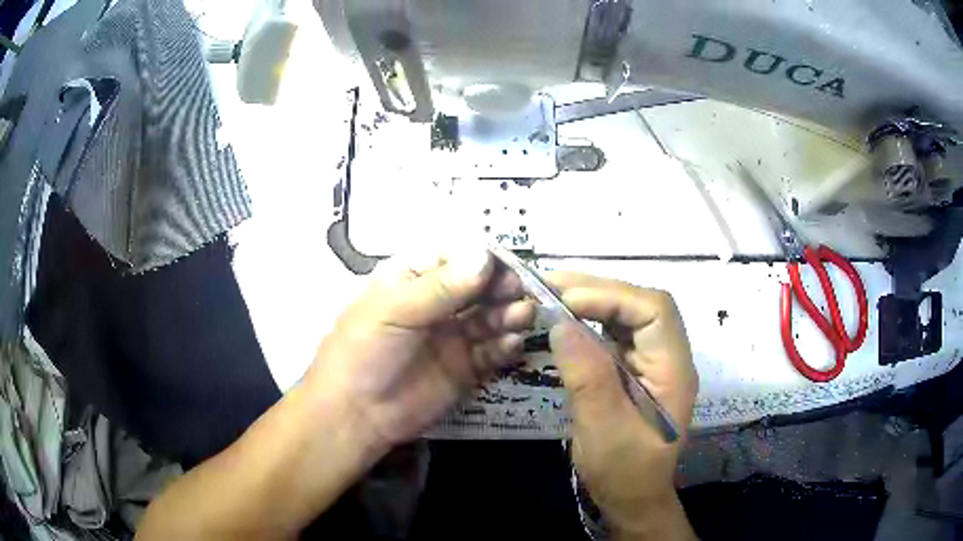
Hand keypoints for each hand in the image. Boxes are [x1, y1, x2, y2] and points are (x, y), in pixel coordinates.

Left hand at [304, 251, 534, 453]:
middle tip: (520, 292)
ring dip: (509, 314)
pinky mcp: (466, 368)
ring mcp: (454, 336)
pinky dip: (506, 346)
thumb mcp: (394, 311)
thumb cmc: (363, 351)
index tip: (506, 267)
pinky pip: (493, 351)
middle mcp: (438, 304)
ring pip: (491, 317)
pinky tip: (511, 345)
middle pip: (480, 287)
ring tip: (522, 316)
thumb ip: (440, 287)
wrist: (356, 414)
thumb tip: (485, 255)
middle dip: (502, 287)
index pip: (456, 259)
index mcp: (414, 279)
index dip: (483, 260)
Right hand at [546, 272, 697, 538]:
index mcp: (674, 370)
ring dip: (591, 300)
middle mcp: (668, 357)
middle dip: (597, 290)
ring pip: (627, 314)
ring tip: (551, 294)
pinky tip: (565, 320)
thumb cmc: (623, 471)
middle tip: (548, 284)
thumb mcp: (603, 429)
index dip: (612, 296)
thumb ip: (588, 376)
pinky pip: (614, 333)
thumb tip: (561, 323)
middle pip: (641, 305)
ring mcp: (652, 361)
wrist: (631, 498)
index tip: (565, 300)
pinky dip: (589, 320)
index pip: (654, 310)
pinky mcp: (634, 369)